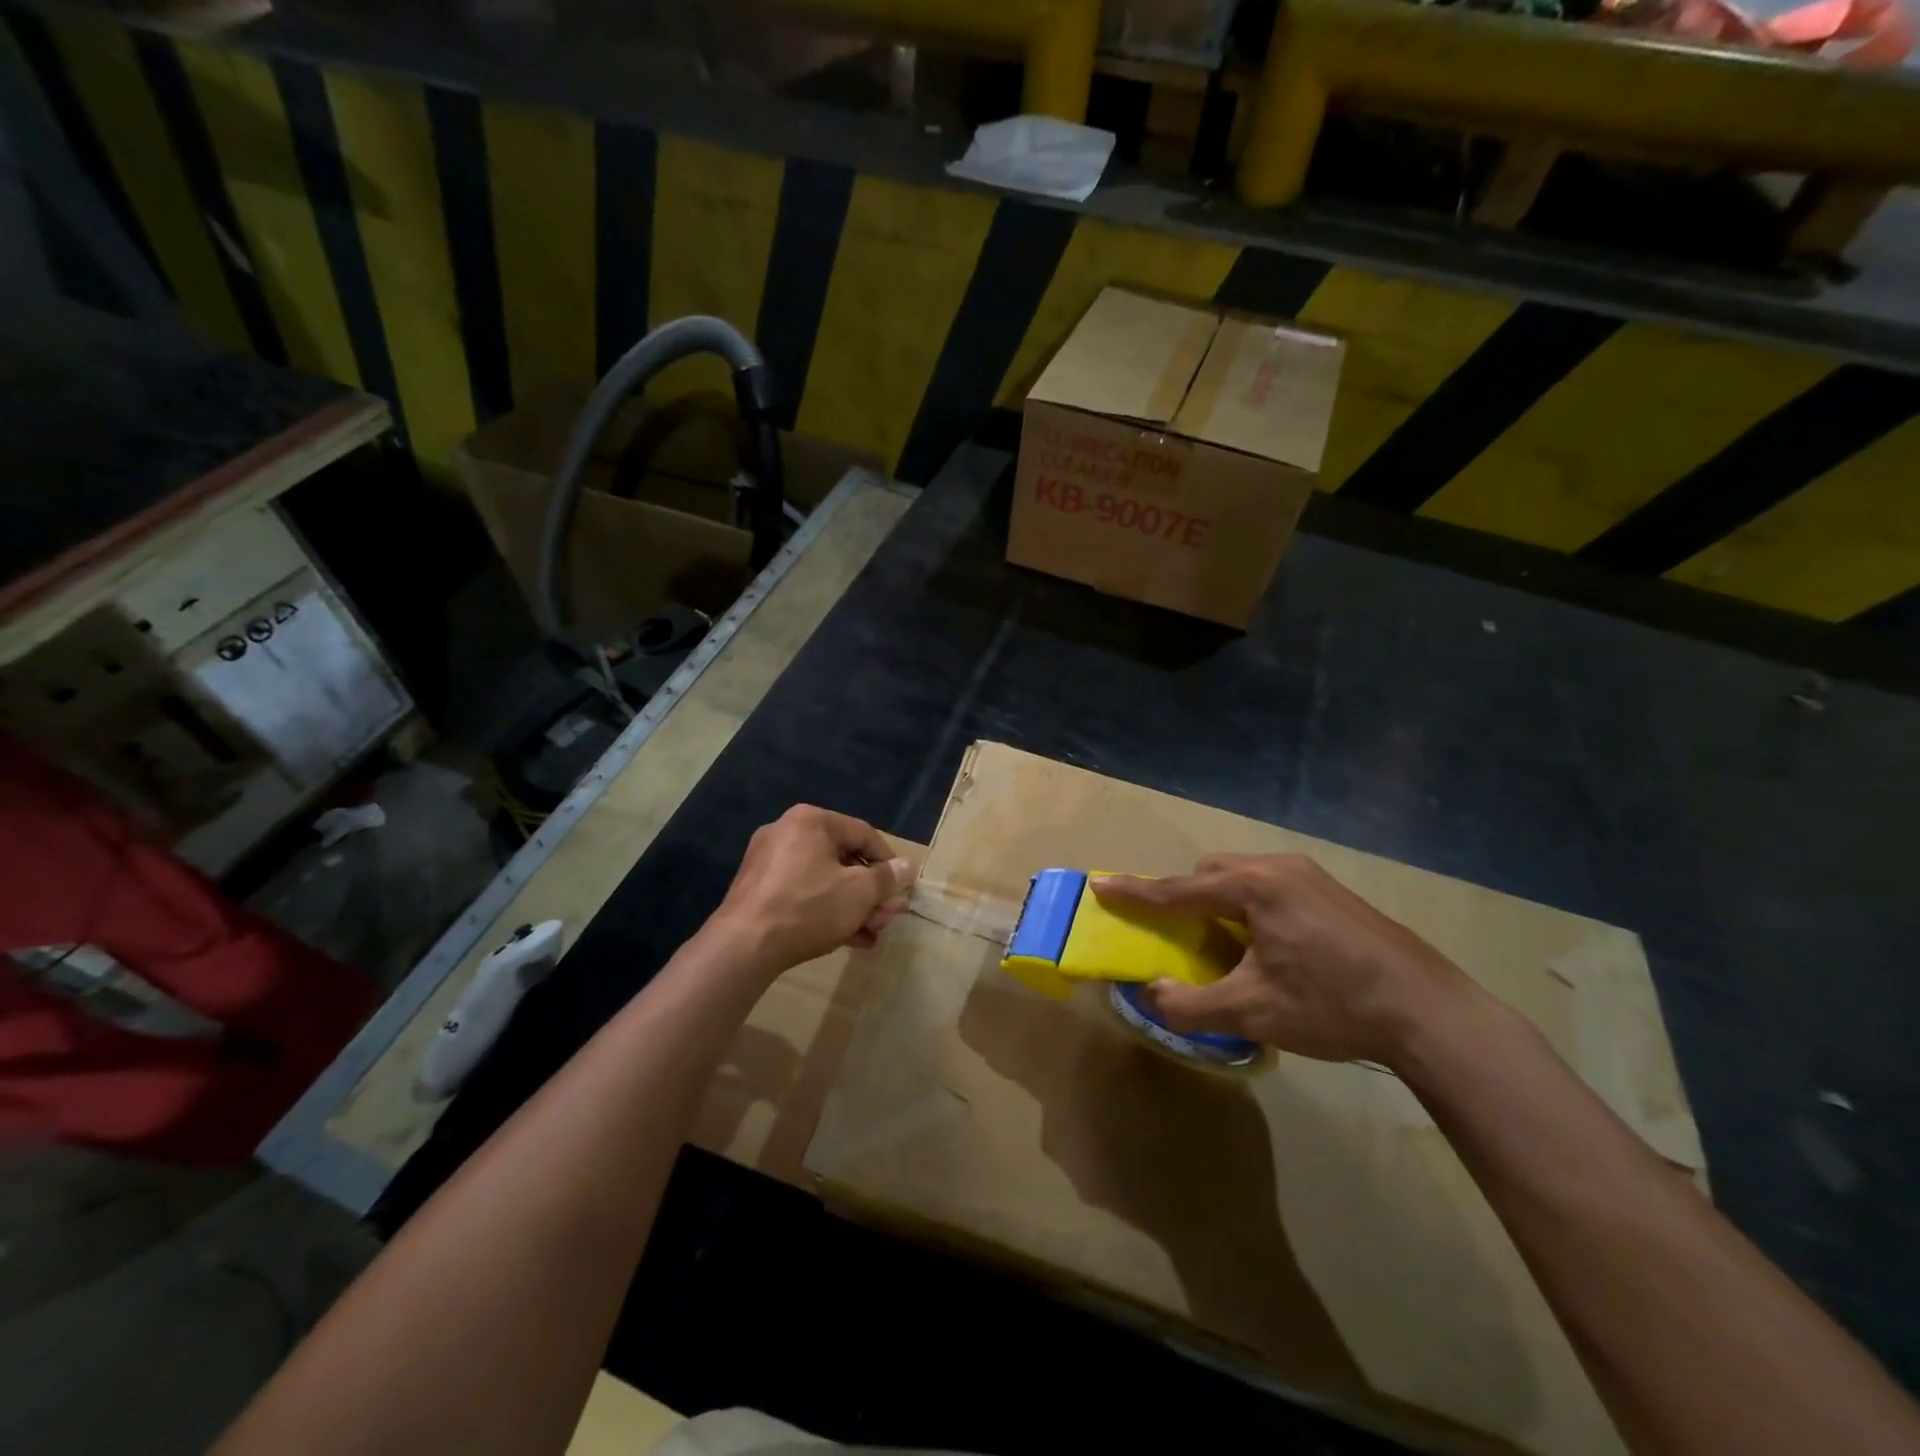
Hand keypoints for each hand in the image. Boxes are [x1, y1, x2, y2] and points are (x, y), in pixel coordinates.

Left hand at [710, 805, 915, 978]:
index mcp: (811, 821)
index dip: (889, 862)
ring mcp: (768, 862)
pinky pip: (802, 893)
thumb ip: (887, 878)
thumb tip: (907, 868)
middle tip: (888, 917)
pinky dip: (826, 911)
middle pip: (844, 859)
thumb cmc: (808, 907)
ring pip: (824, 879)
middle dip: (871, 892)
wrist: (743, 947)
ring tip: (871, 934)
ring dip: (853, 906)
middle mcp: (787, 832)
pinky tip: (848, 939)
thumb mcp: (859, 893)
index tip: (902, 889)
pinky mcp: (757, 890)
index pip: (864, 834)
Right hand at [1092, 853, 1482, 1068]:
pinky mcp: (1329, 891)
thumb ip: (1191, 1004)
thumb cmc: (1333, 1005)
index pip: (1179, 890)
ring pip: (1241, 878)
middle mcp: (1278, 868)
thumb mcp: (1254, 1013)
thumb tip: (1151, 993)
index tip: (1101, 886)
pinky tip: (1266, 946)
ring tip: (1224, 945)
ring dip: (1219, 904)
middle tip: (1178, 936)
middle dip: (1184, 899)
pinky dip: (1248, 907)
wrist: (1430, 1011)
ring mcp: (1309, 876)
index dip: (1136, 893)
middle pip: (1210, 874)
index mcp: (1255, 887)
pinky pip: (1267, 886)